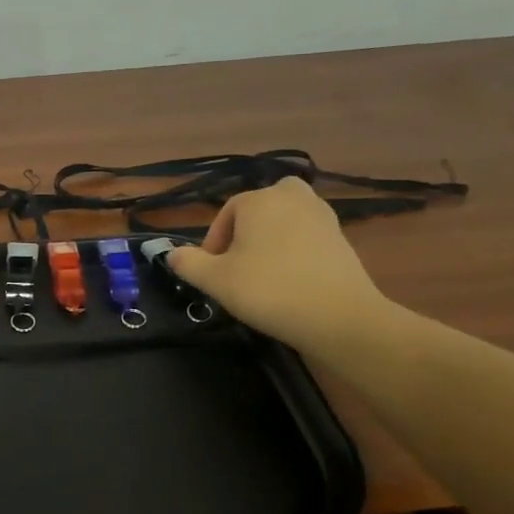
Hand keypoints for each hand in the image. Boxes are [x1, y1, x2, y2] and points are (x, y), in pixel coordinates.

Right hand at [168, 178, 388, 352]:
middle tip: (238, 267)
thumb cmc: (269, 290)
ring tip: (263, 274)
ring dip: (270, 240)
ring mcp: (321, 214)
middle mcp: (291, 196)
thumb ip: (188, 264)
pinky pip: (306, 236)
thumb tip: (173, 254)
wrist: (338, 316)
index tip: (212, 274)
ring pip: (284, 221)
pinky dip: (295, 251)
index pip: (225, 215)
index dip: (213, 245)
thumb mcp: (216, 280)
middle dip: (245, 233)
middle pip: (257, 210)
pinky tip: (291, 280)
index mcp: (258, 199)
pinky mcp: (341, 237)